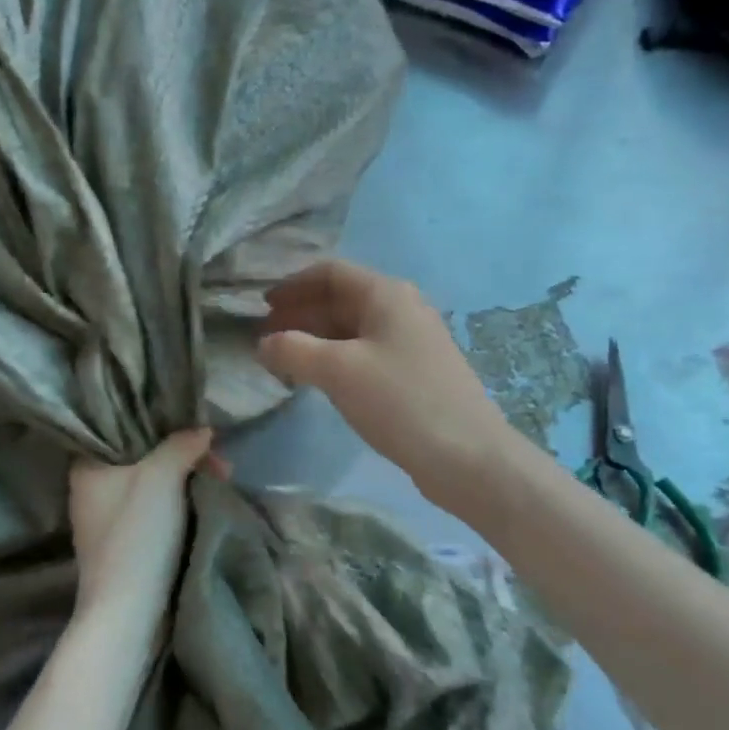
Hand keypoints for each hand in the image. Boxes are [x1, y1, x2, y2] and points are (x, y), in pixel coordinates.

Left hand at [69, 431, 214, 623]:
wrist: (128, 612)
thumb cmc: (137, 534)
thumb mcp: (161, 477)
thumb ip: (181, 445)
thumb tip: (202, 429)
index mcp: (87, 468)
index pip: (121, 429)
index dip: (160, 425)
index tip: (194, 429)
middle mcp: (91, 490)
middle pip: (144, 458)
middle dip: (184, 456)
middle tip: (220, 463)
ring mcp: (107, 521)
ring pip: (152, 485)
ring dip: (186, 481)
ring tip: (223, 480)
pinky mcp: (124, 545)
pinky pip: (155, 511)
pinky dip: (179, 504)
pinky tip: (206, 502)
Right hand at [258, 261, 511, 512]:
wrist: (468, 456)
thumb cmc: (400, 401)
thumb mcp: (337, 371)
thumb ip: (292, 350)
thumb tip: (263, 344)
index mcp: (386, 294)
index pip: (330, 272)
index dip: (292, 285)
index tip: (261, 307)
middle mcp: (401, 309)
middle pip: (340, 299)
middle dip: (300, 314)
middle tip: (265, 337)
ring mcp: (411, 342)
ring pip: (352, 329)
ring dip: (315, 339)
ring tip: (283, 361)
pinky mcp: (414, 373)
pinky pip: (365, 354)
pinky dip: (335, 359)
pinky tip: (318, 381)